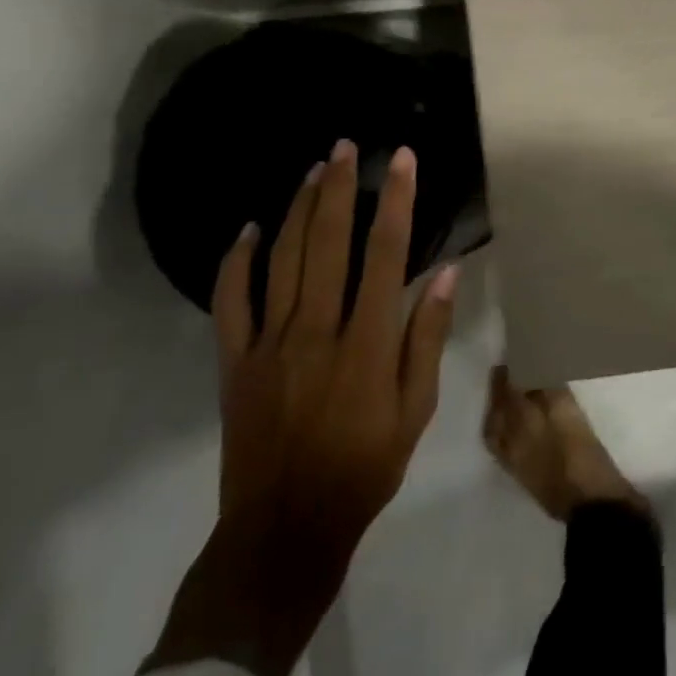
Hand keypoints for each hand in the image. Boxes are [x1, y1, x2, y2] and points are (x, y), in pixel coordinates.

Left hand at [211, 140, 456, 555]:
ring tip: (312, 170)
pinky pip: (231, 302)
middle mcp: (316, 330)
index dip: (396, 201)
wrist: (285, 528)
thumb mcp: (417, 408)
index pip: (386, 253)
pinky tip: (248, 228)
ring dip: (297, 208)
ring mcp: (268, 344)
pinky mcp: (234, 362)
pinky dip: (236, 261)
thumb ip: (427, 337)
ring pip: (281, 260)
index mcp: (366, 342)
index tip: (403, 160)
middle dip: (338, 187)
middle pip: (327, 242)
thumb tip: (444, 273)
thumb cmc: (365, 466)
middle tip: (346, 147)